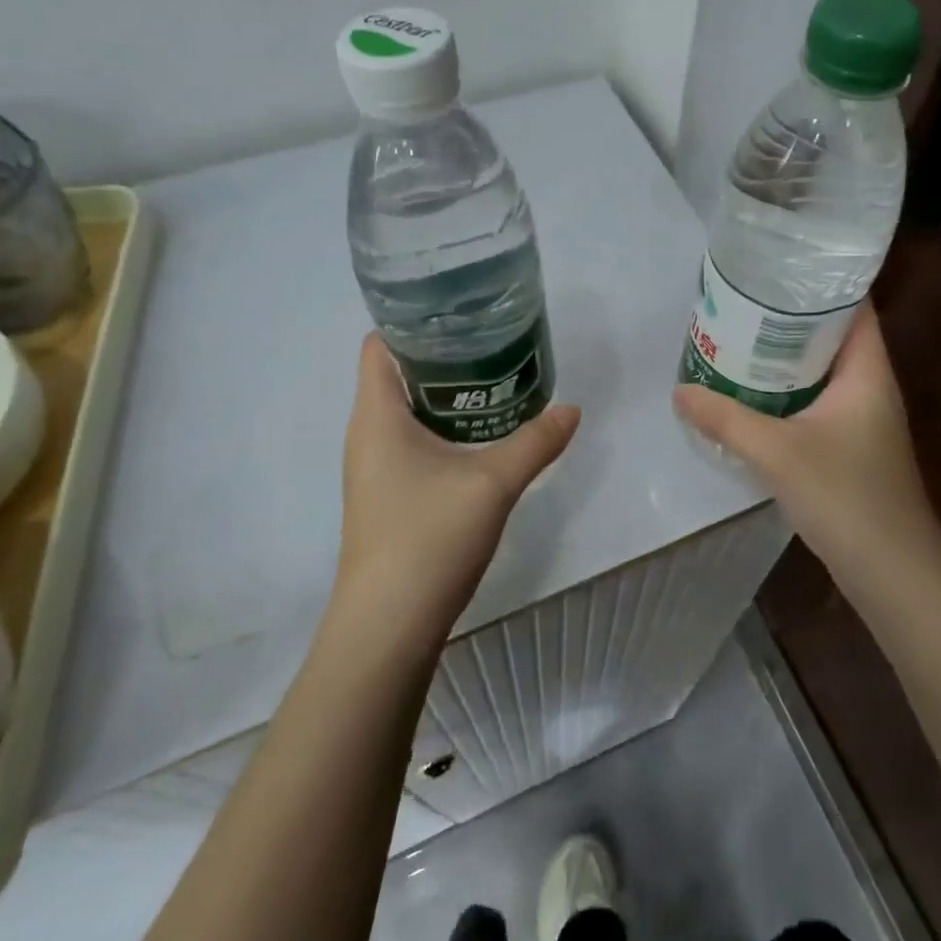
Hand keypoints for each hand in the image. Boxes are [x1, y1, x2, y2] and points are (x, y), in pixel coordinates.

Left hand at [337, 333, 580, 648]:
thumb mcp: (492, 483)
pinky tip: (483, 434)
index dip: (414, 321)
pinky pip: (413, 440)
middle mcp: (367, 433)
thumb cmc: (427, 538)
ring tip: (497, 378)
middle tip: (494, 341)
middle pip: (398, 372)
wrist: (388, 627)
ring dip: (447, 393)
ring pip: (408, 410)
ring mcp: (375, 467)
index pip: (380, 344)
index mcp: (376, 415)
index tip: (462, 312)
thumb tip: (572, 409)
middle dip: (444, 354)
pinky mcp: (388, 493)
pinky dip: (444, 426)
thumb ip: (536, 442)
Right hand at [673, 303, 940, 589]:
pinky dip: (786, 394)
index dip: (821, 283)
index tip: (775, 268)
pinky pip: (814, 404)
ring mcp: (861, 420)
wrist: (893, 573)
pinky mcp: (850, 448)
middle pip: (831, 337)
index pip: (854, 307)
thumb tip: (679, 391)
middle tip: (739, 304)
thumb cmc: (846, 497)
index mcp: (867, 372)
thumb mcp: (777, 452)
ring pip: (820, 373)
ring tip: (736, 341)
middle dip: (788, 320)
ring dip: (784, 360)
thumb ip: (725, 419)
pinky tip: (749, 398)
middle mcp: (869, 388)